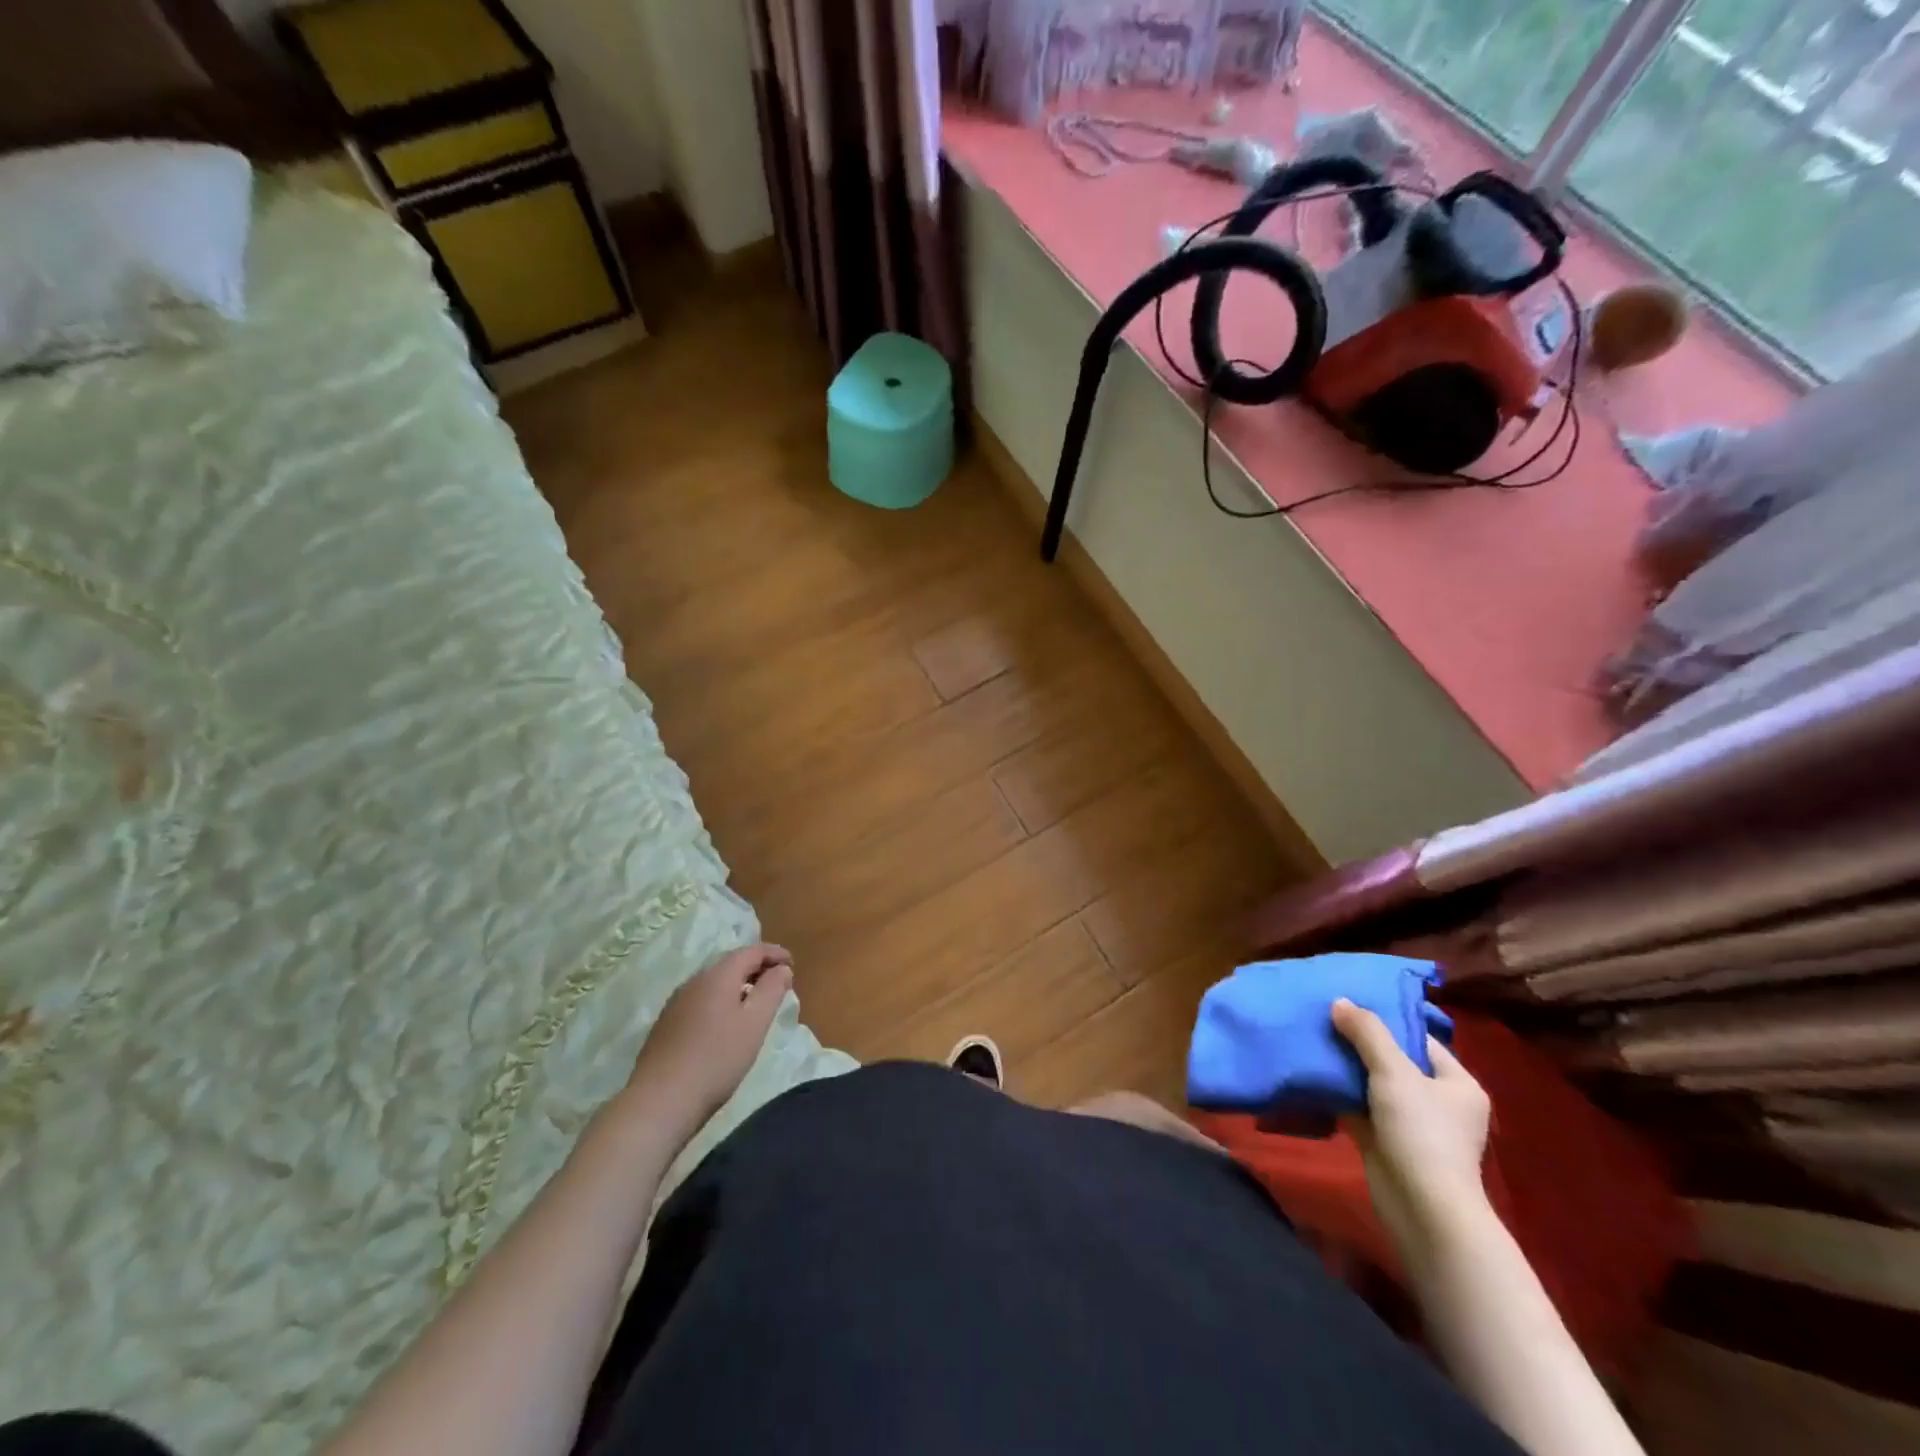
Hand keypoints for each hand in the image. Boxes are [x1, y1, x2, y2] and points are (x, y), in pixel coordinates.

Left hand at [623, 944, 793, 1141]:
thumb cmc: (717, 1059)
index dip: (774, 953)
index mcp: (717, 976)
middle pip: (730, 963)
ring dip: (738, 985)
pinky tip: (725, 1023)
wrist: (659, 1102)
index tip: (792, 963)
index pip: (751, 951)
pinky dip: (721, 1001)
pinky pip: (701, 1000)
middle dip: (756, 967)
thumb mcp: (755, 1023)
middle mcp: (694, 982)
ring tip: (755, 1002)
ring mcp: (676, 1003)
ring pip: (714, 983)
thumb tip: (782, 968)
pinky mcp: (666, 1025)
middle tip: (778, 982)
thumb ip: (772, 990)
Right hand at [1330, 998, 1491, 1258]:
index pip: (1419, 1039)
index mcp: (1457, 1083)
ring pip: (1373, 1084)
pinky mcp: (1386, 1142)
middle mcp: (1439, 1101)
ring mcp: (1412, 1124)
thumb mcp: (1394, 1071)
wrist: (1421, 1207)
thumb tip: (1340, 1001)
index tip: (1349, 1005)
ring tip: (1312, 1040)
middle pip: (1394, 1060)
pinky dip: (1339, 1093)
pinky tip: (1312, 1074)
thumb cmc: (1421, 1131)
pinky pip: (1359, 1107)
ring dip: (1346, 1068)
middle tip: (1325, 1018)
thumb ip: (1367, 1033)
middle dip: (1359, 1043)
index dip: (1386, 1021)